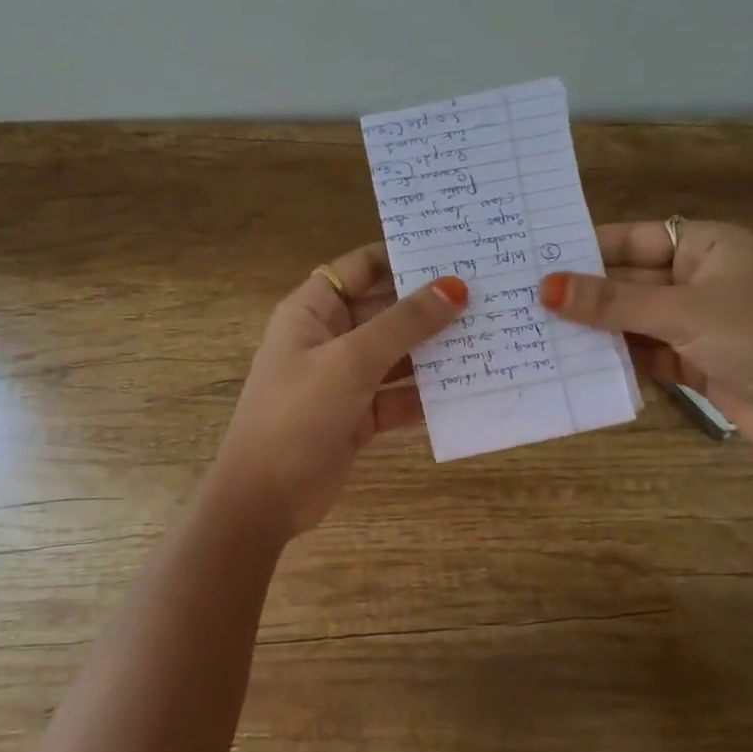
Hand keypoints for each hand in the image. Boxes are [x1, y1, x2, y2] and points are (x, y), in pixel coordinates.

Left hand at [210, 243, 467, 537]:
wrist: (265, 499)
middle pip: (385, 310)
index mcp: (313, 311)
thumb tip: (455, 287)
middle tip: (486, 293)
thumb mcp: (352, 361)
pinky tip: (467, 386)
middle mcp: (329, 338)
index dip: (401, 257)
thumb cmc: (299, 414)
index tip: (452, 252)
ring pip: (396, 354)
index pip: (361, 268)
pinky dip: (426, 393)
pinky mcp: (358, 416)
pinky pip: (399, 394)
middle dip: (429, 305)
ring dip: (434, 349)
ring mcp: (344, 379)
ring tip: (487, 333)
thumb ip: (405, 323)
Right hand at [540, 220, 752, 467]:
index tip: (540, 258)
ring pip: (634, 318)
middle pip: (632, 280)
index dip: (591, 247)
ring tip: (539, 327)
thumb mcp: (682, 312)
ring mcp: (697, 321)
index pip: (637, 238)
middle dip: (588, 293)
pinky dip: (617, 355)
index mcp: (709, 246)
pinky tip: (575, 359)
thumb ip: (612, 303)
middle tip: (527, 297)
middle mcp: (701, 278)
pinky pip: (645, 350)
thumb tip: (546, 289)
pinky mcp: (693, 360)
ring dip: (598, 326)